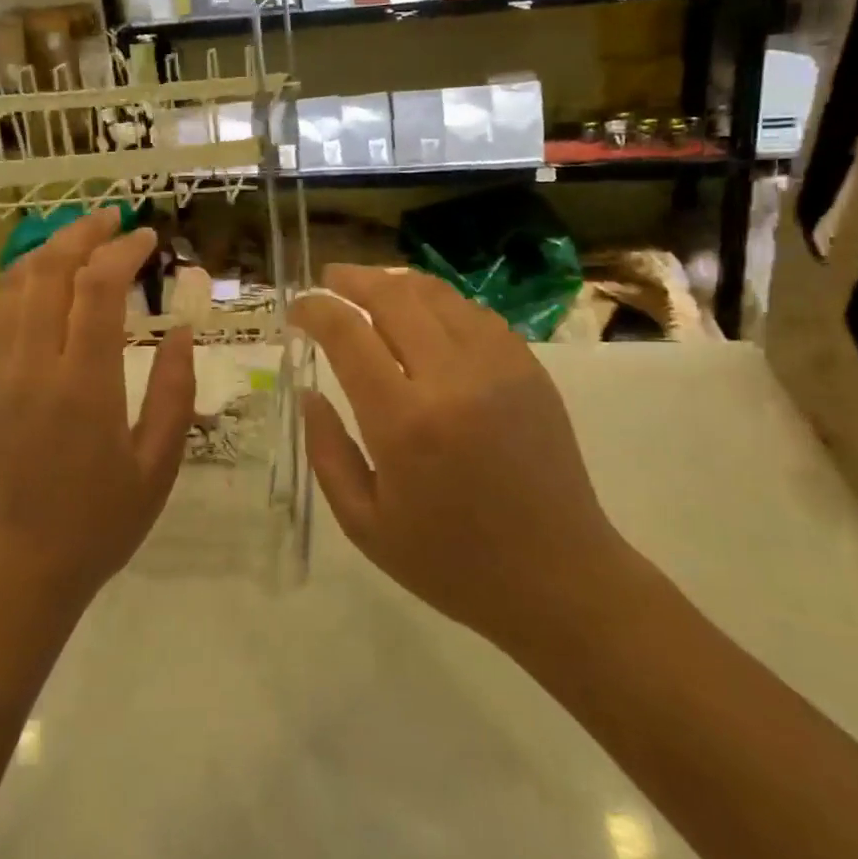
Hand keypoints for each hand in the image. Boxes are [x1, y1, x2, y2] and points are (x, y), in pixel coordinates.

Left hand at [0, 208, 194, 611]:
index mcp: (82, 385)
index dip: (124, 250)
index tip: (148, 239)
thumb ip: (174, 391)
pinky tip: (32, 287)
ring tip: (78, 245)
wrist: (11, 569)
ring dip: (47, 252)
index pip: (98, 288)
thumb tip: (181, 329)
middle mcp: (30, 364)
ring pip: (12, 282)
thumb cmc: (96, 523)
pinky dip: (12, 285)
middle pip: (49, 268)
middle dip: (83, 233)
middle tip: (113, 221)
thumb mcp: (157, 465)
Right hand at [290, 266, 631, 655]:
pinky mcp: (529, 369)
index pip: (347, 335)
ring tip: (370, 288)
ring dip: (395, 283)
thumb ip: (327, 451)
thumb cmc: (451, 563)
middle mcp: (451, 380)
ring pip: (436, 295)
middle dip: (352, 280)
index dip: (315, 311)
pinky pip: (474, 313)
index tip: (297, 310)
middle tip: (329, 280)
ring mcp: (498, 368)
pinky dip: (438, 302)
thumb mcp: (364, 525)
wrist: (560, 579)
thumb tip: (308, 392)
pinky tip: (423, 313)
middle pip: (392, 297)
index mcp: (404, 423)